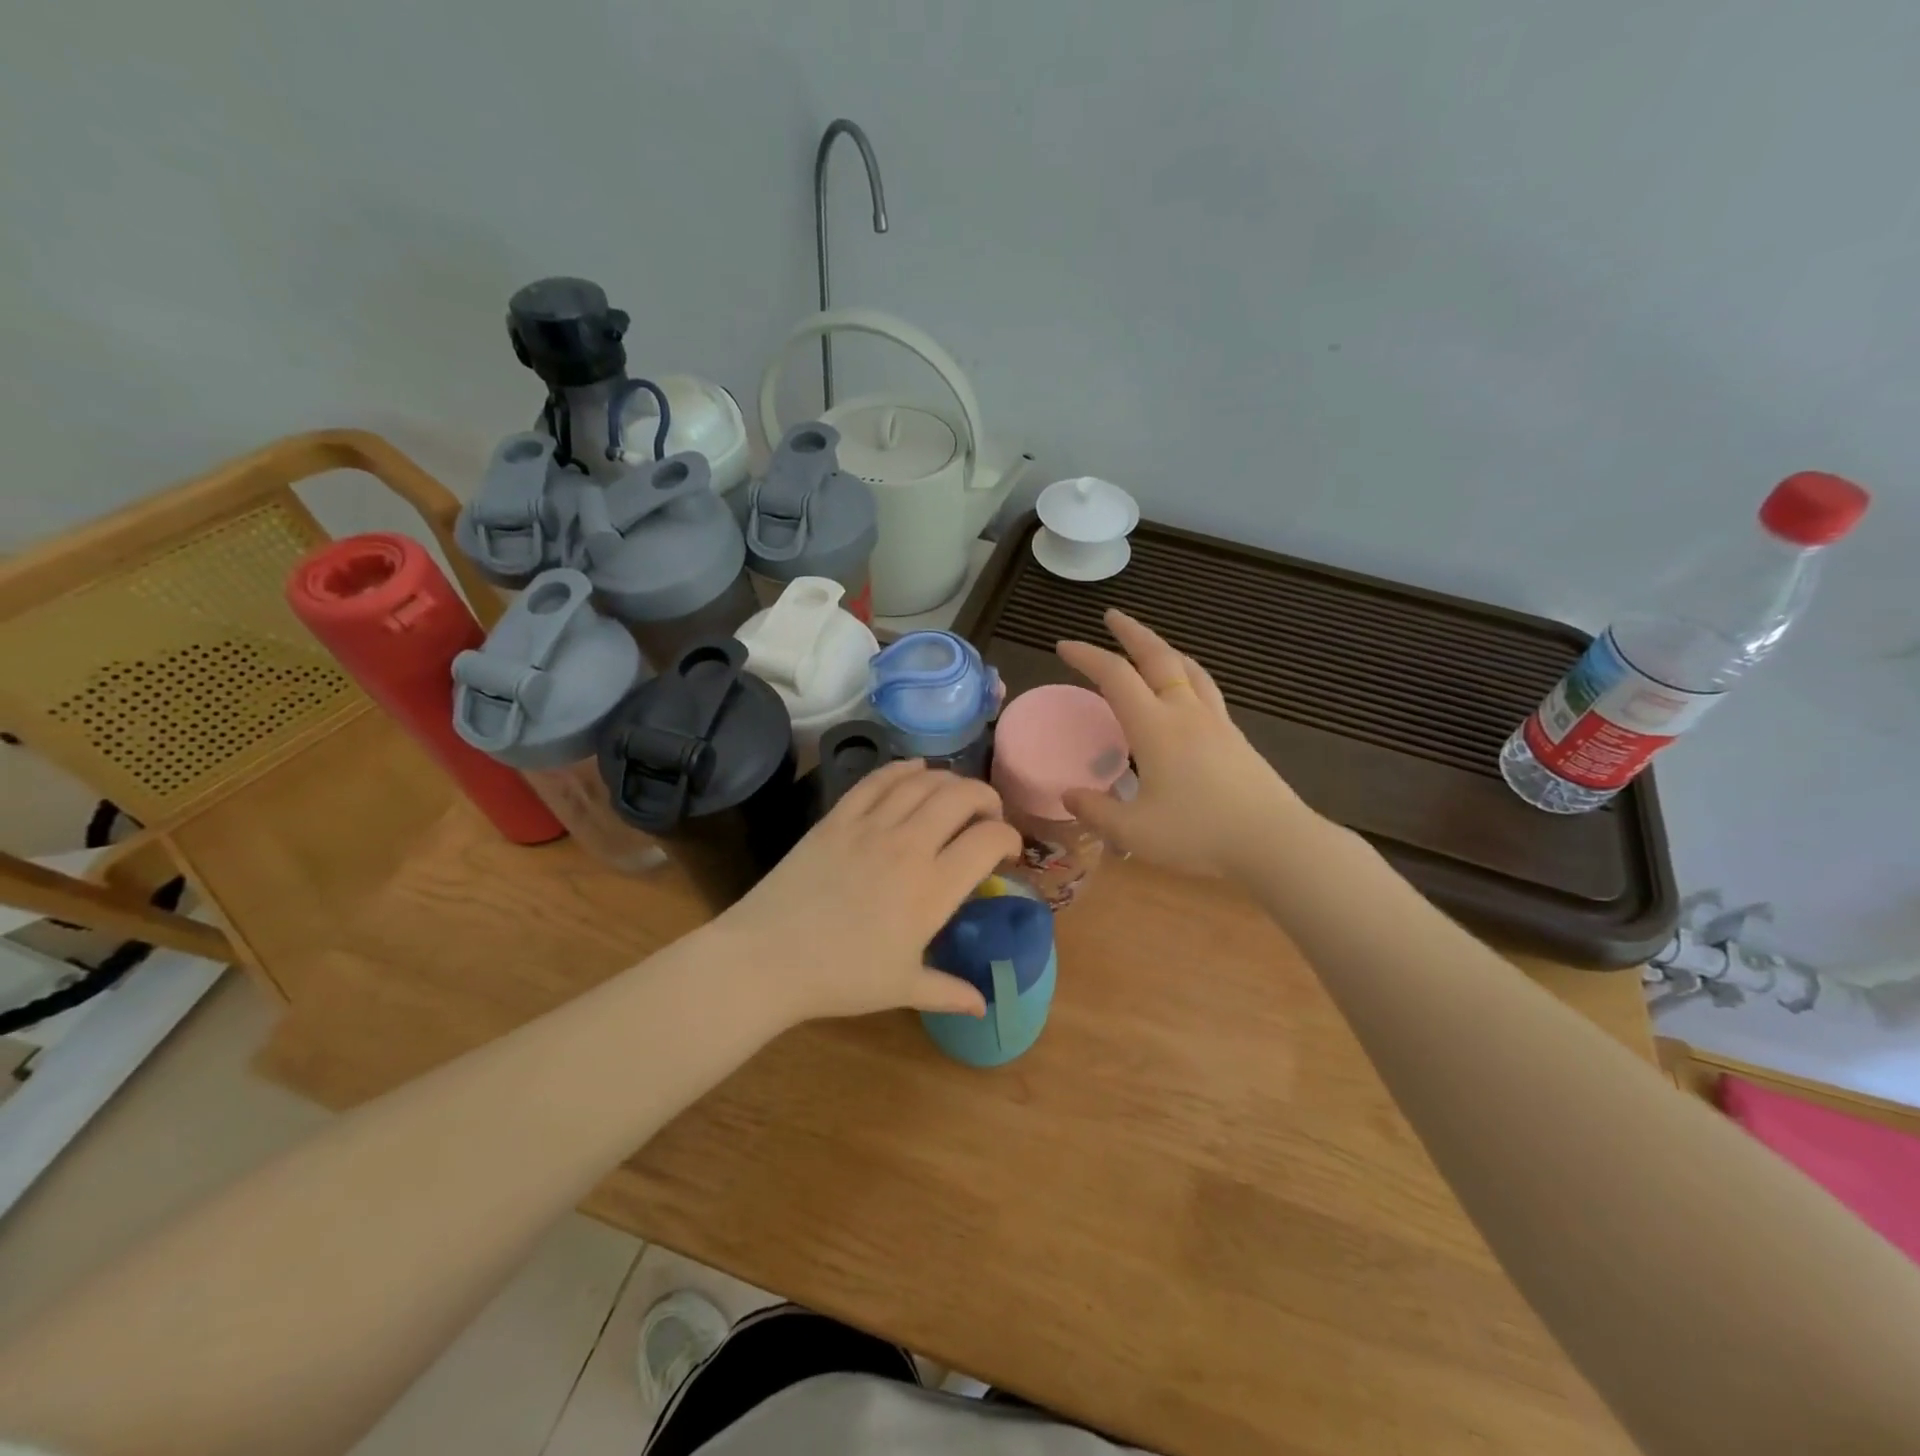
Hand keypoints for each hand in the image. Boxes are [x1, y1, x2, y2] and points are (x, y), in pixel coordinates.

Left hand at [715, 761, 1022, 1024]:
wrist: (768, 958)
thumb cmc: (841, 977)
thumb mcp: (902, 987)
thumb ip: (949, 992)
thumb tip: (984, 1006)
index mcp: (933, 888)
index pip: (989, 840)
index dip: (1009, 838)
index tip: (1007, 852)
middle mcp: (909, 845)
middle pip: (962, 796)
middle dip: (987, 798)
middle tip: (988, 815)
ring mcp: (870, 825)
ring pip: (923, 781)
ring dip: (949, 781)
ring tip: (956, 794)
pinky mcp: (838, 817)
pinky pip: (878, 780)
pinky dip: (903, 769)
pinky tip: (915, 770)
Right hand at [1057, 609, 1316, 878]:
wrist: (1274, 842)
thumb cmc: (1199, 834)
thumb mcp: (1134, 832)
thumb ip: (1097, 811)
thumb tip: (1068, 795)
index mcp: (1155, 727)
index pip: (1115, 676)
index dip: (1087, 656)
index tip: (1063, 646)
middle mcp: (1185, 713)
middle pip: (1158, 656)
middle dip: (1131, 632)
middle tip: (1112, 616)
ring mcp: (1216, 722)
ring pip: (1189, 669)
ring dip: (1164, 649)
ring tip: (1151, 646)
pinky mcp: (1236, 738)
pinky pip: (1206, 689)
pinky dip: (1187, 674)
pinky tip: (1187, 691)